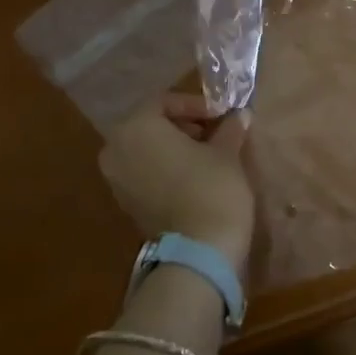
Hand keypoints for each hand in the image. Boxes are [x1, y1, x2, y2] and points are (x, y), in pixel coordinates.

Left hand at [98, 94, 255, 275]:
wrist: (199, 252)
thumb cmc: (212, 188)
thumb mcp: (227, 152)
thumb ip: (229, 129)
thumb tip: (239, 115)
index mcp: (136, 127)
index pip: (165, 101)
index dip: (196, 105)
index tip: (221, 115)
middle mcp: (116, 148)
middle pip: (151, 125)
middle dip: (183, 125)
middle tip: (215, 132)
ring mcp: (116, 179)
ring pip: (145, 150)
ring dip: (174, 147)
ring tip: (208, 155)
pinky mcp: (125, 204)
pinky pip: (143, 173)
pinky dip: (164, 168)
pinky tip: (193, 176)